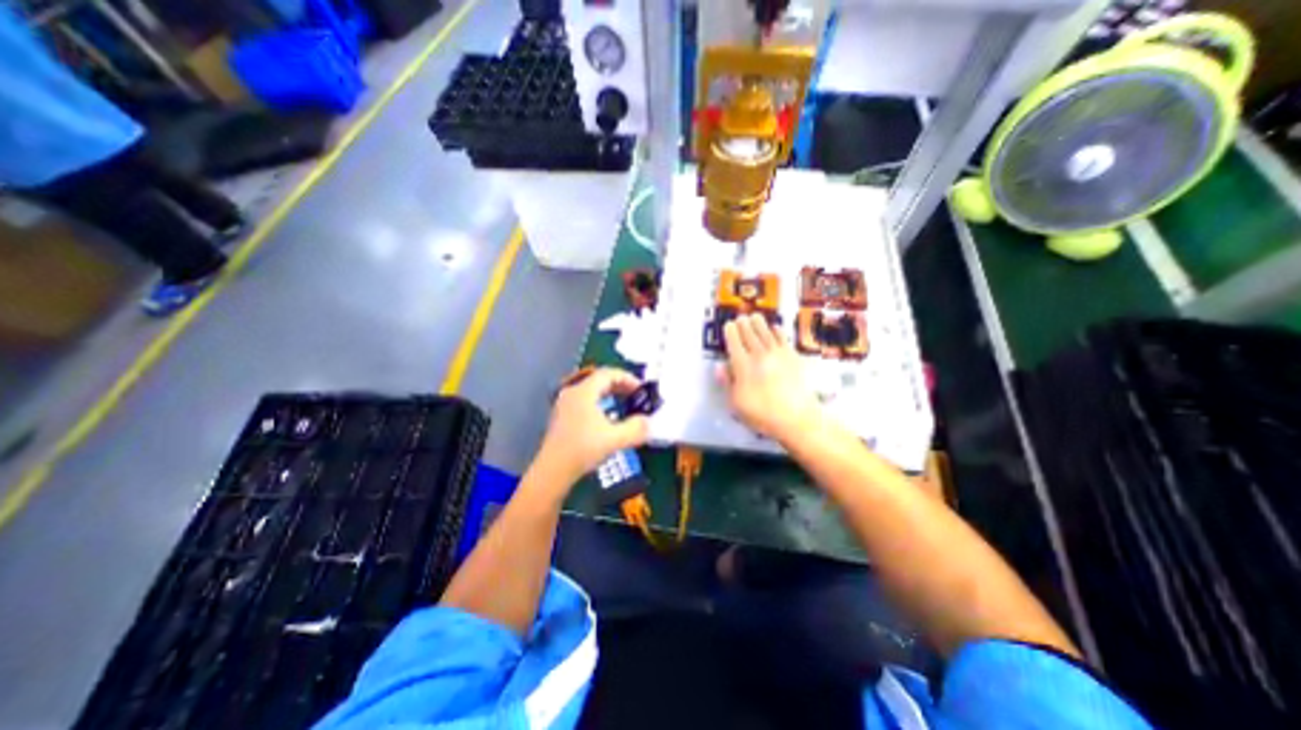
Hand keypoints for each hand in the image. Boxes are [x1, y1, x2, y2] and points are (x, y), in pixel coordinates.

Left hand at [530, 367, 646, 486]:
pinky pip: (585, 401)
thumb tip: (648, 422)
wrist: (553, 470)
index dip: (628, 378)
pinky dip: (600, 403)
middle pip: (599, 380)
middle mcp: (572, 393)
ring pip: (591, 391)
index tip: (641, 389)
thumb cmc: (583, 449)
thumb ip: (636, 428)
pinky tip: (608, 418)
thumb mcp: (615, 439)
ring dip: (610, 394)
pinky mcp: (562, 417)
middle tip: (635, 395)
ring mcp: (565, 404)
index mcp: (584, 391)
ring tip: (624, 404)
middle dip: (620, 385)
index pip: (608, 373)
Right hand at [722, 311, 820, 440]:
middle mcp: (759, 355)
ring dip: (759, 323)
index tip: (728, 325)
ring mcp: (778, 354)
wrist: (796, 418)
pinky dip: (778, 331)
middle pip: (749, 335)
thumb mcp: (736, 404)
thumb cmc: (761, 414)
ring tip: (754, 316)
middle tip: (740, 317)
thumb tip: (719, 366)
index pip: (734, 344)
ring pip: (765, 333)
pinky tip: (775, 328)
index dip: (730, 332)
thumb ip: (728, 383)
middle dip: (743, 324)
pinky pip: (783, 339)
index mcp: (743, 366)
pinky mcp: (793, 357)